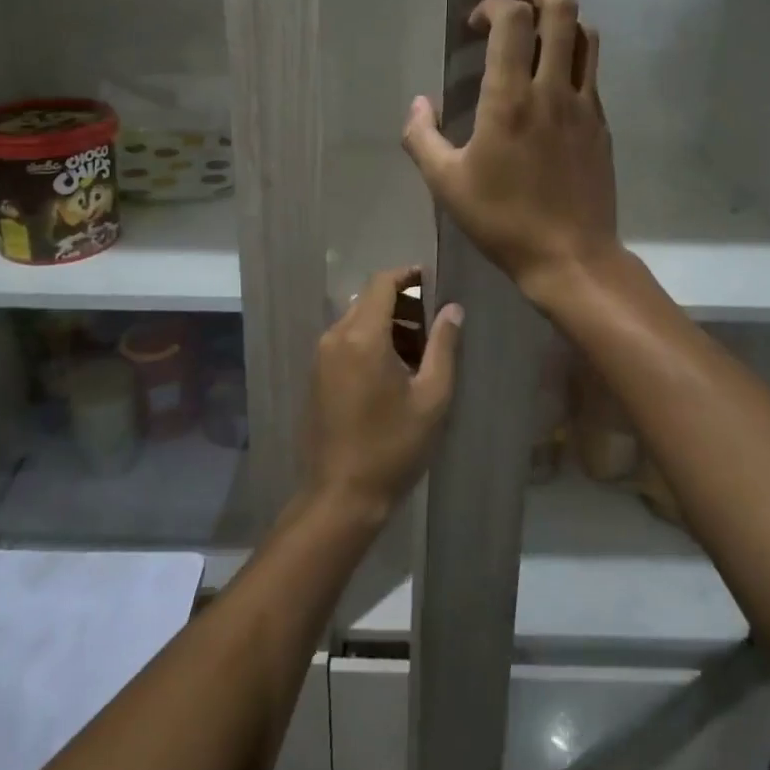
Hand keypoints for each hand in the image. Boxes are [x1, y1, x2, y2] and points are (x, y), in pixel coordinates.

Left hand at [305, 266, 462, 523]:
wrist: (340, 495)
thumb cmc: (393, 446)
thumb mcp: (431, 397)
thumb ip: (443, 346)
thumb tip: (452, 309)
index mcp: (362, 336)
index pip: (382, 283)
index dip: (408, 275)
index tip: (433, 280)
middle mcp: (335, 337)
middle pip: (369, 299)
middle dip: (402, 303)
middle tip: (434, 324)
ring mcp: (321, 356)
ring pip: (356, 320)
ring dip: (387, 323)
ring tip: (419, 352)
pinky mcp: (316, 375)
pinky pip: (345, 340)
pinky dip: (370, 340)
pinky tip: (393, 370)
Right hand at [401, 0, 621, 303]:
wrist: (570, 256)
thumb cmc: (502, 220)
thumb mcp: (446, 184)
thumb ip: (422, 138)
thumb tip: (418, 104)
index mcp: (510, 98)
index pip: (513, 20)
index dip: (493, 6)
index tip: (474, 23)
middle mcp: (553, 89)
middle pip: (562, 11)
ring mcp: (585, 105)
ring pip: (586, 36)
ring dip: (564, 19)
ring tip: (541, 29)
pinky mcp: (601, 124)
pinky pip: (592, 72)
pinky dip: (574, 56)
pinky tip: (554, 80)